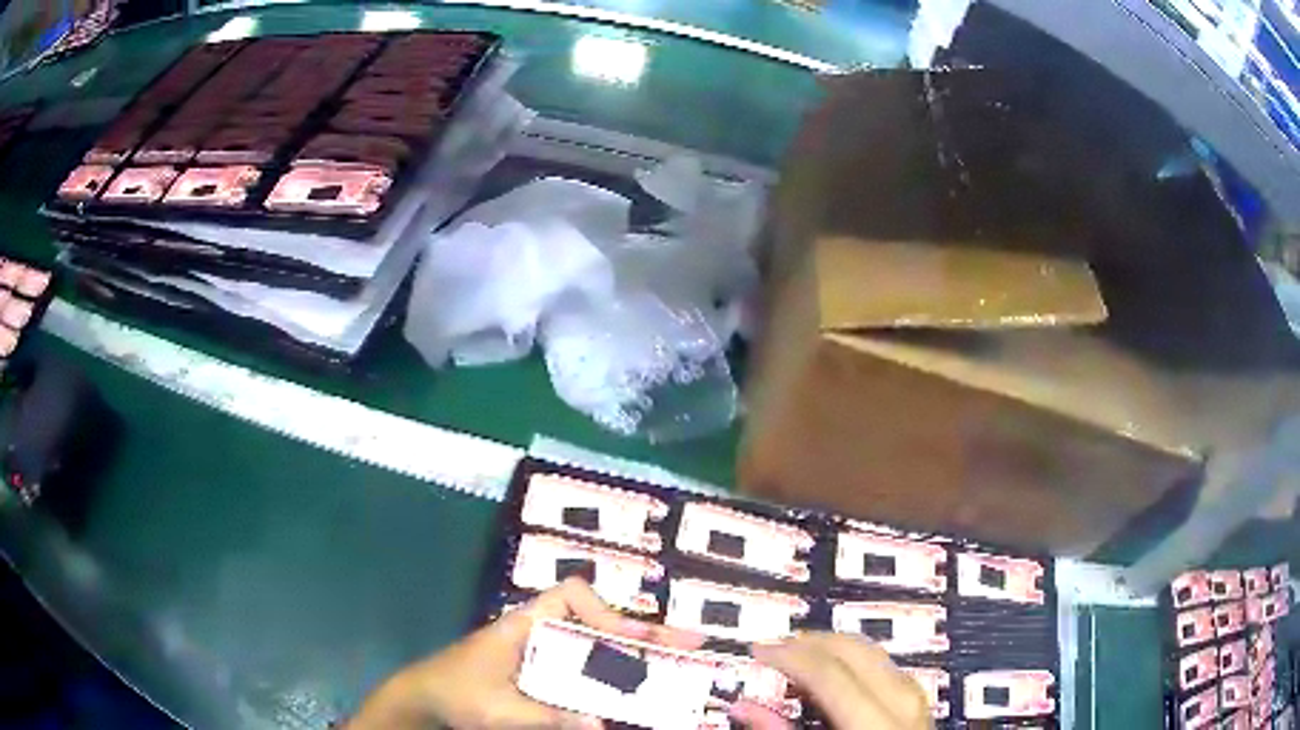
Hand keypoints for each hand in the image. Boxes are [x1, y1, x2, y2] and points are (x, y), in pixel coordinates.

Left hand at [346, 578, 702, 728]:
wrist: (422, 701)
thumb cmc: (453, 693)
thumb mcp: (497, 709)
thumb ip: (546, 717)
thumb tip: (601, 724)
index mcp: (523, 626)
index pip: (569, 595)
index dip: (604, 609)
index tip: (630, 636)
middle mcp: (538, 634)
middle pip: (596, 624)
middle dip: (642, 634)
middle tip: (689, 646)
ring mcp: (541, 656)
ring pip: (595, 649)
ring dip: (633, 658)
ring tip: (674, 670)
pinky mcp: (542, 676)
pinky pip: (583, 674)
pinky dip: (610, 681)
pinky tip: (631, 696)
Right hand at [730, 633, 932, 729]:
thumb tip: (744, 708)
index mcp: (876, 723)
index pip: (829, 672)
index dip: (790, 655)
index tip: (759, 649)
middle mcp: (903, 704)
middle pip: (857, 652)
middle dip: (812, 643)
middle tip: (775, 645)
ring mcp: (918, 703)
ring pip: (875, 655)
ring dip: (834, 649)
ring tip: (801, 655)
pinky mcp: (920, 707)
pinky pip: (886, 669)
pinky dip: (856, 663)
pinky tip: (839, 671)